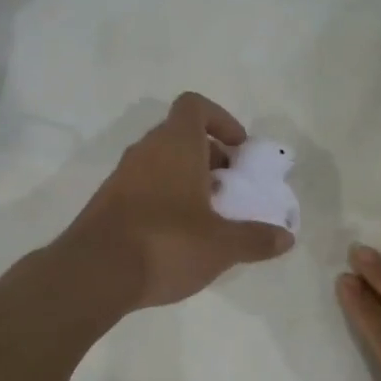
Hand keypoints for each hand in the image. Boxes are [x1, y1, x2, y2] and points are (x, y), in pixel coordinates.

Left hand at [62, 92, 293, 309]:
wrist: (93, 274)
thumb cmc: (166, 244)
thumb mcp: (222, 246)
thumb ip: (256, 239)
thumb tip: (287, 238)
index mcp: (176, 145)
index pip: (194, 105)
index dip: (221, 119)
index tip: (238, 149)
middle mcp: (146, 151)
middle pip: (181, 135)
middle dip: (210, 156)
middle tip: (230, 187)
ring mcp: (122, 176)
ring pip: (162, 162)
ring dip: (188, 178)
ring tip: (209, 215)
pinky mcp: (107, 202)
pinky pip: (144, 186)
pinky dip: (165, 198)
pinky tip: (179, 235)